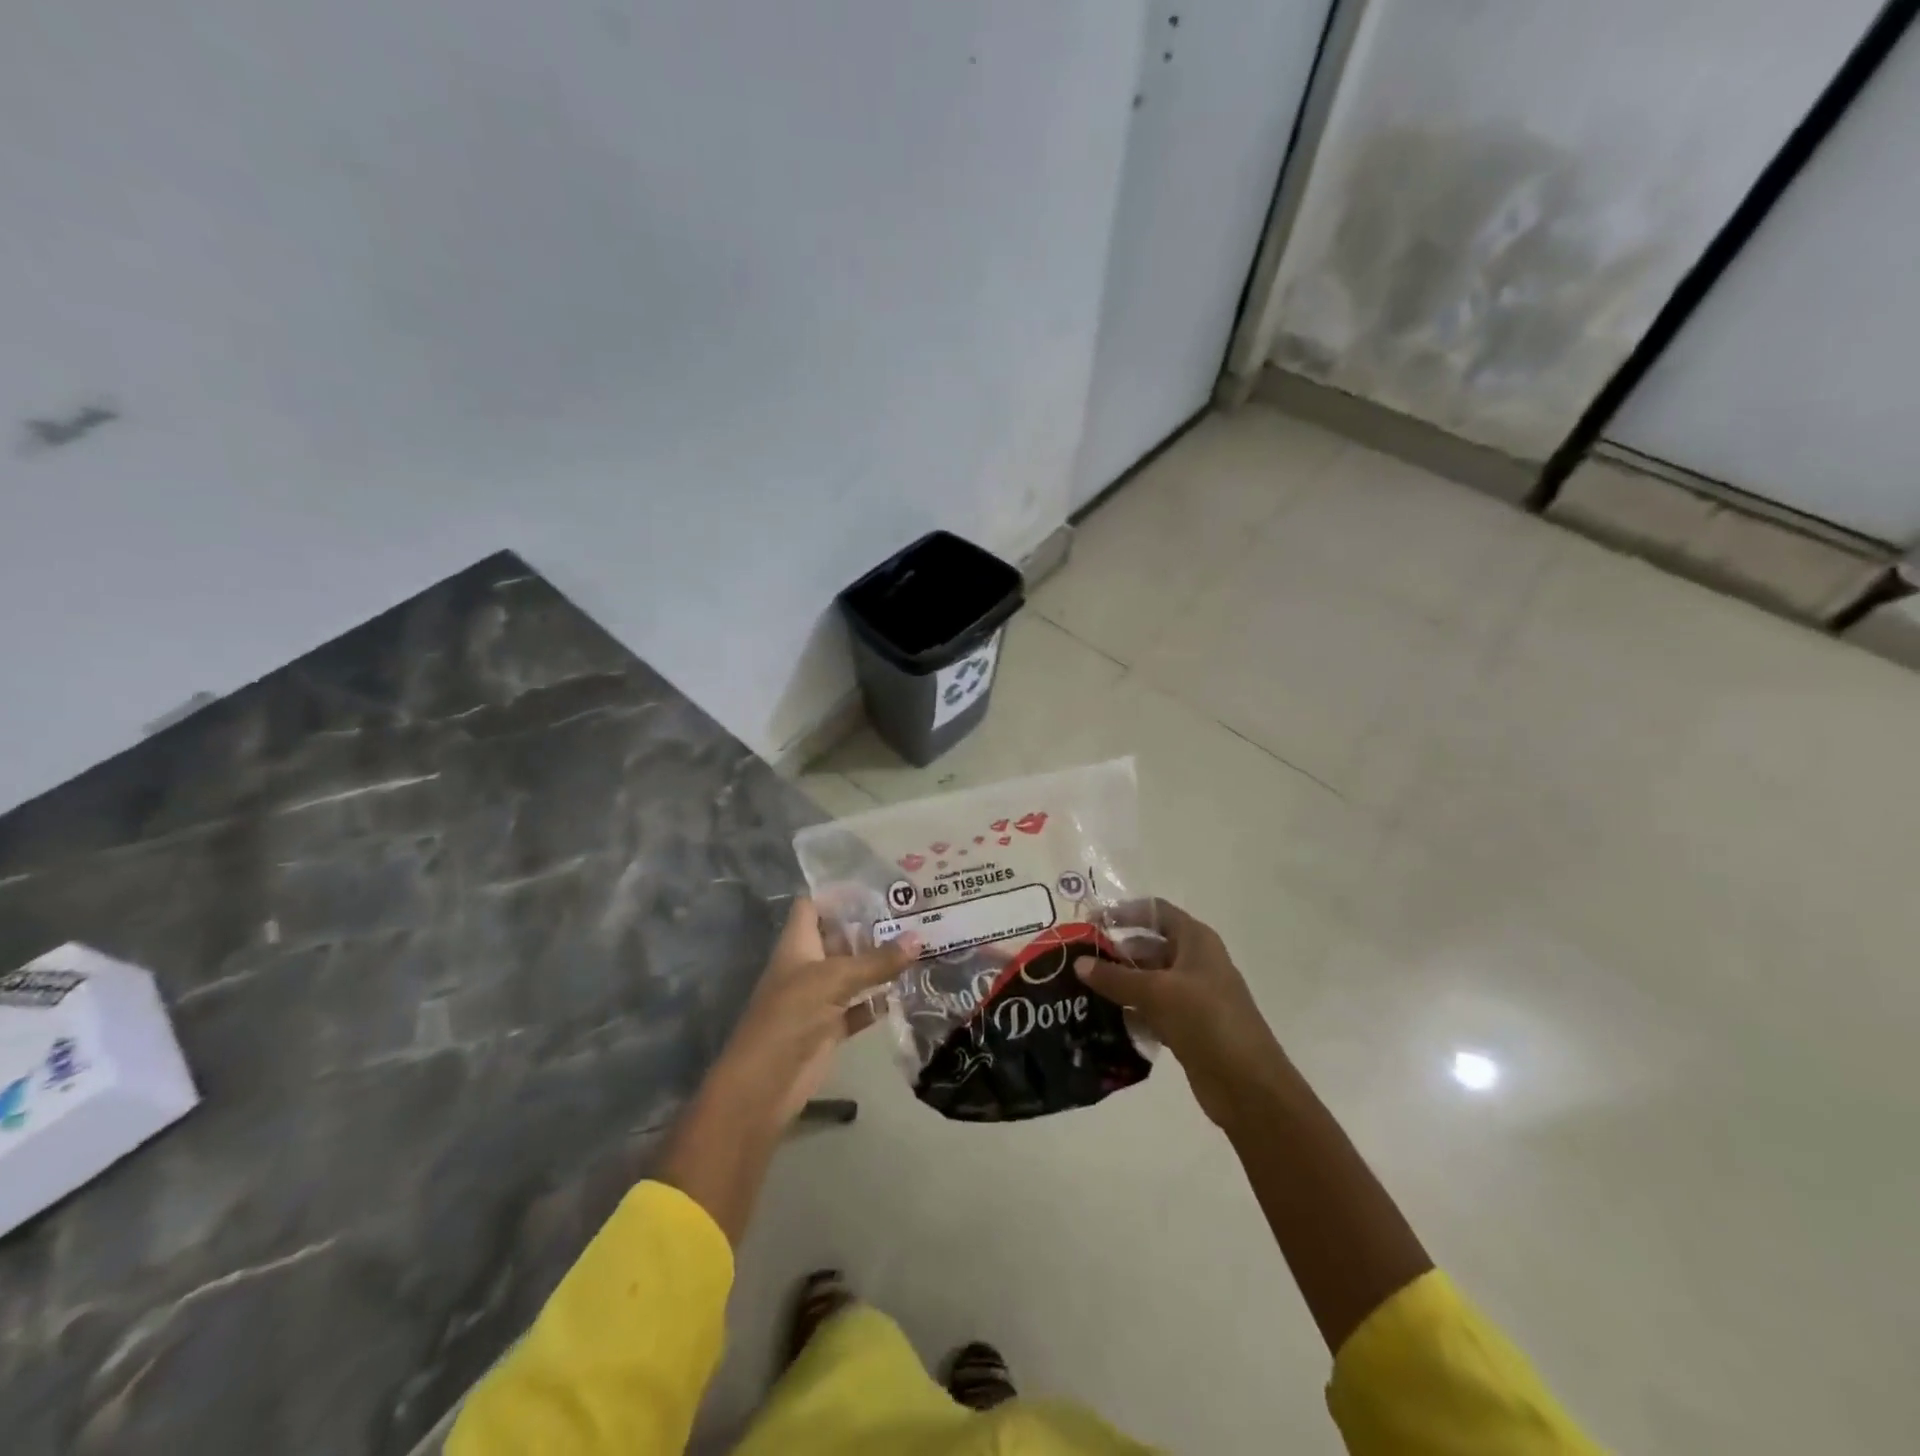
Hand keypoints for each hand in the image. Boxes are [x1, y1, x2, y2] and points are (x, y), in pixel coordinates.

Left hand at [708, 897, 919, 1127]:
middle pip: (840, 937)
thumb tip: (919, 937)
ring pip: (853, 973)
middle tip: (913, 913)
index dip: (838, 894)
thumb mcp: (835, 979)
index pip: (813, 905)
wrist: (765, 1083)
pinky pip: (860, 1008)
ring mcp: (819, 998)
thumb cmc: (791, 1015)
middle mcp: (808, 965)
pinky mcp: (830, 1028)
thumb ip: (877, 961)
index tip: (877, 885)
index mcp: (798, 944)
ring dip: (880, 963)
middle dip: (871, 927)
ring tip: (920, 944)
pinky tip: (909, 990)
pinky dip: (879, 1002)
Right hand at [1075, 899, 1285, 1130]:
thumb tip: (1078, 963)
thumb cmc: (1206, 1021)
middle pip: (1149, 946)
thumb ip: (1115, 977)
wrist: (1248, 1085)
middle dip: (1116, 952)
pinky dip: (1132, 1010)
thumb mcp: (1156, 992)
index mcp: (1196, 940)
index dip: (1124, 912)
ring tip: (1083, 990)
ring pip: (1149, 980)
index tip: (1090, 923)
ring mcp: (1193, 995)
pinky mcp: (1188, 1025)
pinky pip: (1153, 1009)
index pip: (1155, 911)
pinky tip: (1104, 1019)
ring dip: (1120, 984)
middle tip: (1079, 961)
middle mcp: (1195, 961)